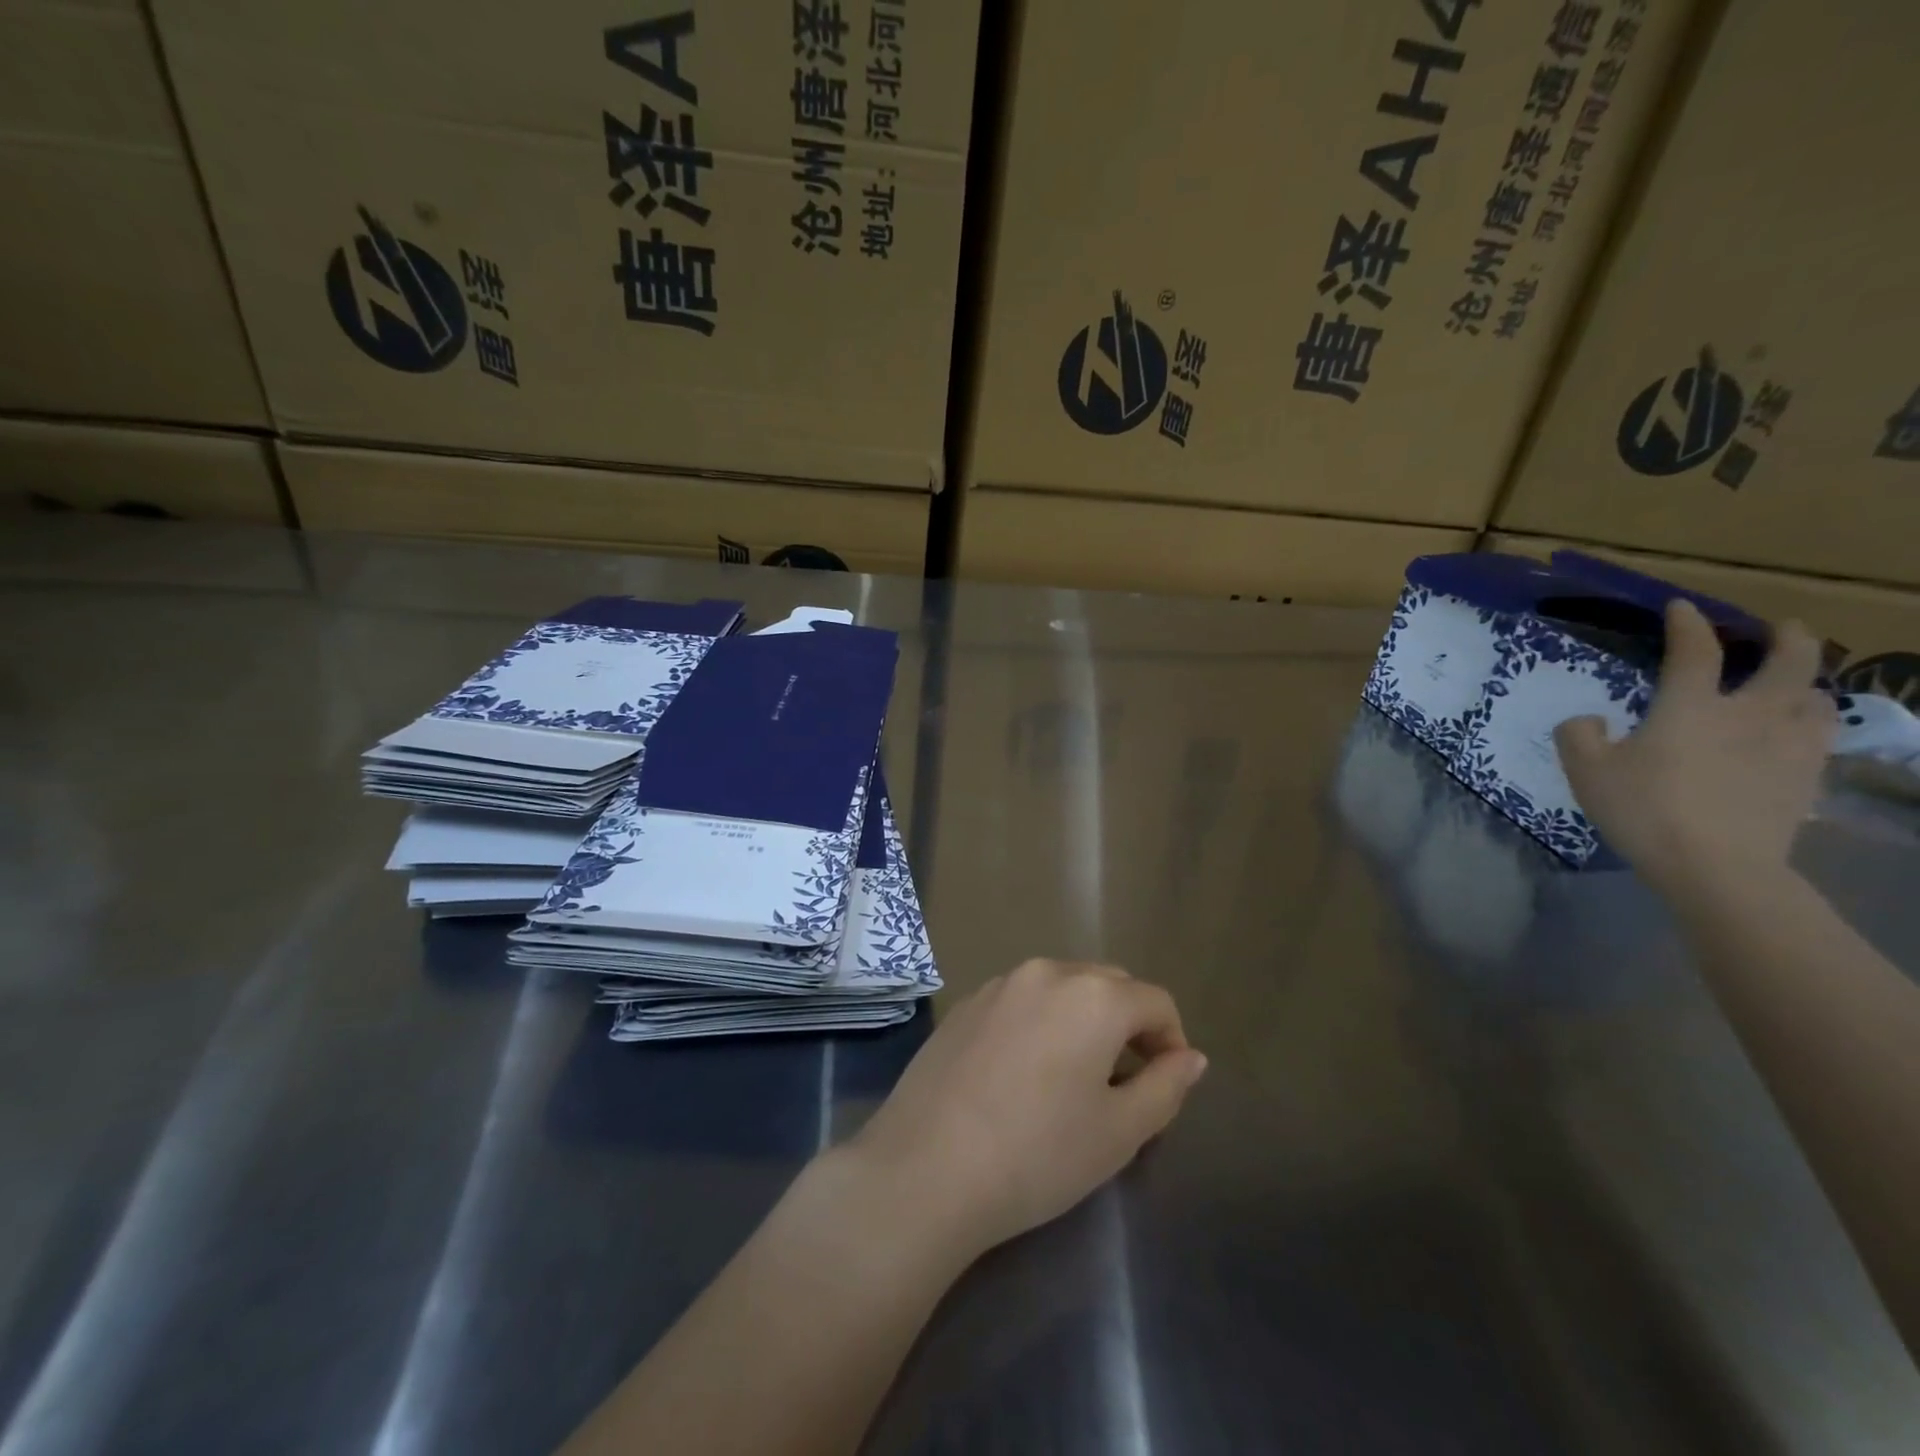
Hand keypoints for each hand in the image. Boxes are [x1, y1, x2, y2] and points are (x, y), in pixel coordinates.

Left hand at [844, 959, 1206, 1258]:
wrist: (926, 1167)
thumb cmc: (1038, 1153)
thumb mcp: (1119, 1132)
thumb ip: (1166, 1087)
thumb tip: (1191, 1057)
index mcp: (1093, 995)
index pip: (1155, 1001)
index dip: (1172, 1041)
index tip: (1167, 1084)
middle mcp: (1047, 972)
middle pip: (1109, 985)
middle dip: (1129, 1024)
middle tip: (1126, 1082)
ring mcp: (1000, 983)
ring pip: (1062, 988)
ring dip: (1083, 1020)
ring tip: (1075, 1077)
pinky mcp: (966, 1003)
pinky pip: (1022, 1000)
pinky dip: (1041, 1022)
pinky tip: (1024, 1072)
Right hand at [1555, 598, 1833, 896]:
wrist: (1716, 865)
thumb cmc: (1644, 809)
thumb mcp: (1586, 771)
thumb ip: (1578, 736)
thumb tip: (1589, 720)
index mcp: (1690, 707)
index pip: (1694, 651)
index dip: (1687, 624)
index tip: (1682, 608)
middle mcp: (1748, 714)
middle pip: (1789, 662)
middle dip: (1789, 638)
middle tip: (1783, 629)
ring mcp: (1787, 746)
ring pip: (1816, 698)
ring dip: (1806, 684)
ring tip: (1793, 686)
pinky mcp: (1807, 778)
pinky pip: (1821, 738)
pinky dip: (1812, 724)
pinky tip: (1798, 734)